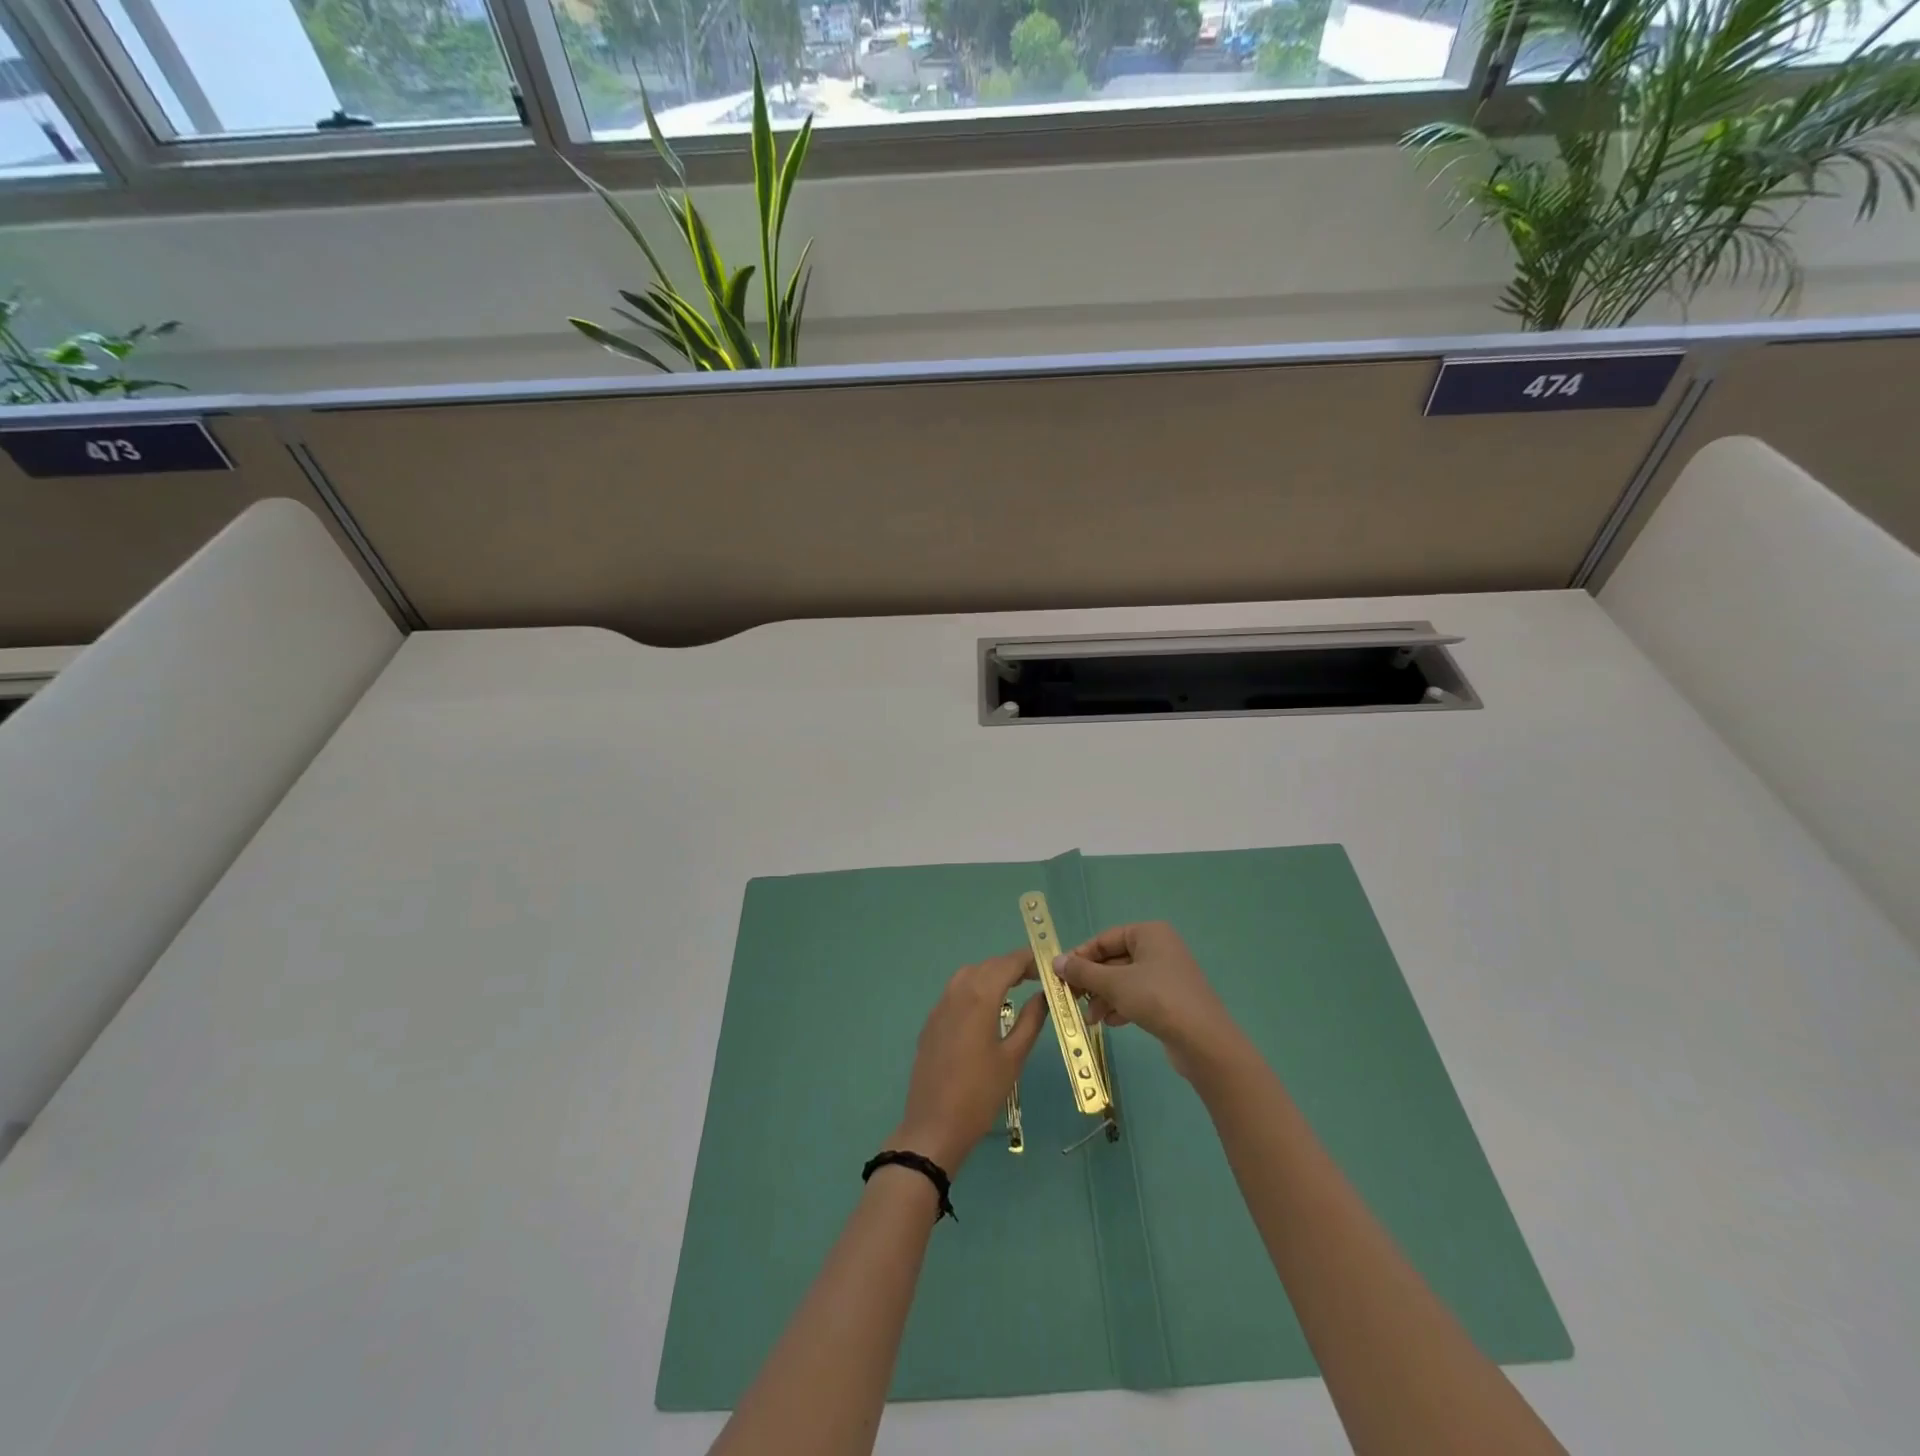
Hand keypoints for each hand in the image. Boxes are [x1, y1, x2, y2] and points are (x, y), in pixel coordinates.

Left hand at [890, 950, 1048, 1173]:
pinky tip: (986, 1009)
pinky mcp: (931, 1022)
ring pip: (968, 975)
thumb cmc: (980, 1093)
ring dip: (992, 974)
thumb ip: (1031, 1020)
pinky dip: (974, 988)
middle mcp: (956, 992)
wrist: (934, 1126)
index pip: (1007, 963)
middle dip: (1012, 965)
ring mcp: (940, 1006)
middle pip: (987, 966)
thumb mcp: (1013, 1057)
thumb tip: (1043, 995)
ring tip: (1014, 988)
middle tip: (1036, 977)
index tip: (1048, 966)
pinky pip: (955, 992)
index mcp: (979, 997)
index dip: (1029, 959)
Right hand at [1052, 922, 1245, 1082]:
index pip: (1105, 939)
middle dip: (1092, 982)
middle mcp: (1159, 948)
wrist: (1204, 1042)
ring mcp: (1167, 975)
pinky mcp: (1171, 999)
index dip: (1081, 956)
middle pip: (1114, 960)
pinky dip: (1121, 1006)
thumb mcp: (1114, 983)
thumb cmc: (1157, 999)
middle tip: (1071, 999)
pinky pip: (1138, 996)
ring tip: (1091, 1018)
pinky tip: (1111, 1023)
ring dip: (1104, 997)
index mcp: (1149, 933)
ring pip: (1124, 981)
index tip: (1060, 975)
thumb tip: (1055, 961)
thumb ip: (1083, 972)